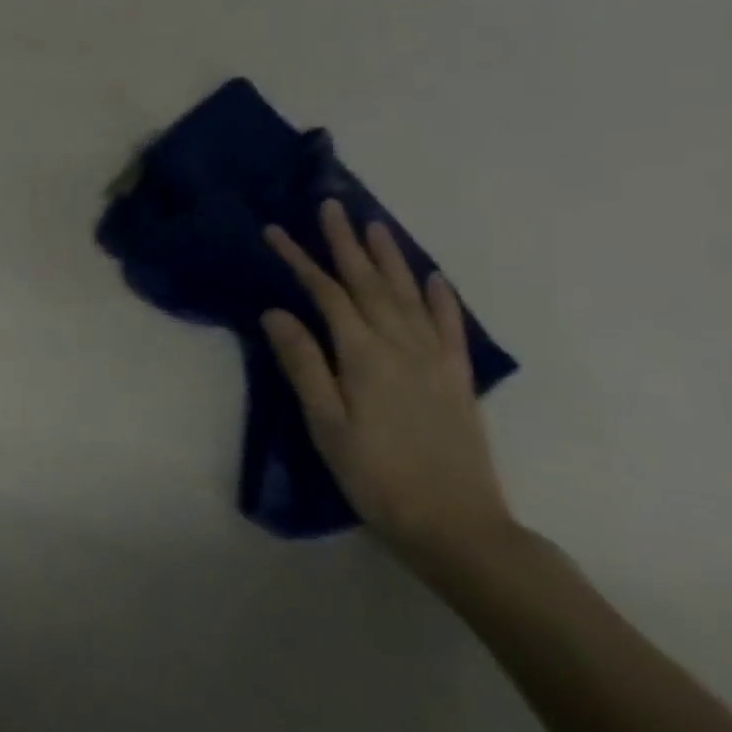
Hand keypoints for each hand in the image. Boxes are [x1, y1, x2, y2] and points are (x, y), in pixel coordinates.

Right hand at [261, 201, 513, 568]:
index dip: (300, 259)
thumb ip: (303, 363)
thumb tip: (276, 312)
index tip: (275, 231)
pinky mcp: (456, 379)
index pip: (326, 294)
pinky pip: (450, 327)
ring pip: (409, 295)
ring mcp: (435, 360)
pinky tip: (434, 279)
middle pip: (370, 283)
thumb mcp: (324, 423)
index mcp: (363, 355)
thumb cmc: (373, 474)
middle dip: (346, 243)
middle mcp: (401, 346)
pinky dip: (442, 298)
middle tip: (331, 206)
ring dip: (390, 258)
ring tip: (374, 226)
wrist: (455, 524)